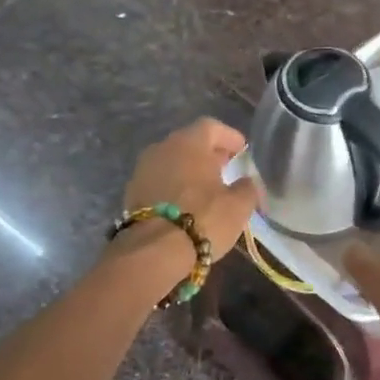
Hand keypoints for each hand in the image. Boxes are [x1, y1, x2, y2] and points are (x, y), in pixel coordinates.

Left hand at [120, 118, 262, 258]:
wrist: (153, 252)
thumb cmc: (202, 219)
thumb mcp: (238, 206)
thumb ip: (248, 188)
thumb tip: (247, 182)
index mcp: (189, 143)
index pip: (211, 127)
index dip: (229, 137)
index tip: (242, 150)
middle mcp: (162, 148)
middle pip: (189, 143)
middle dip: (209, 154)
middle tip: (226, 168)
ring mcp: (143, 169)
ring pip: (172, 162)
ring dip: (189, 170)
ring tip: (206, 189)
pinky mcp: (132, 192)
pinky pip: (159, 180)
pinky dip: (174, 186)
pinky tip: (185, 204)